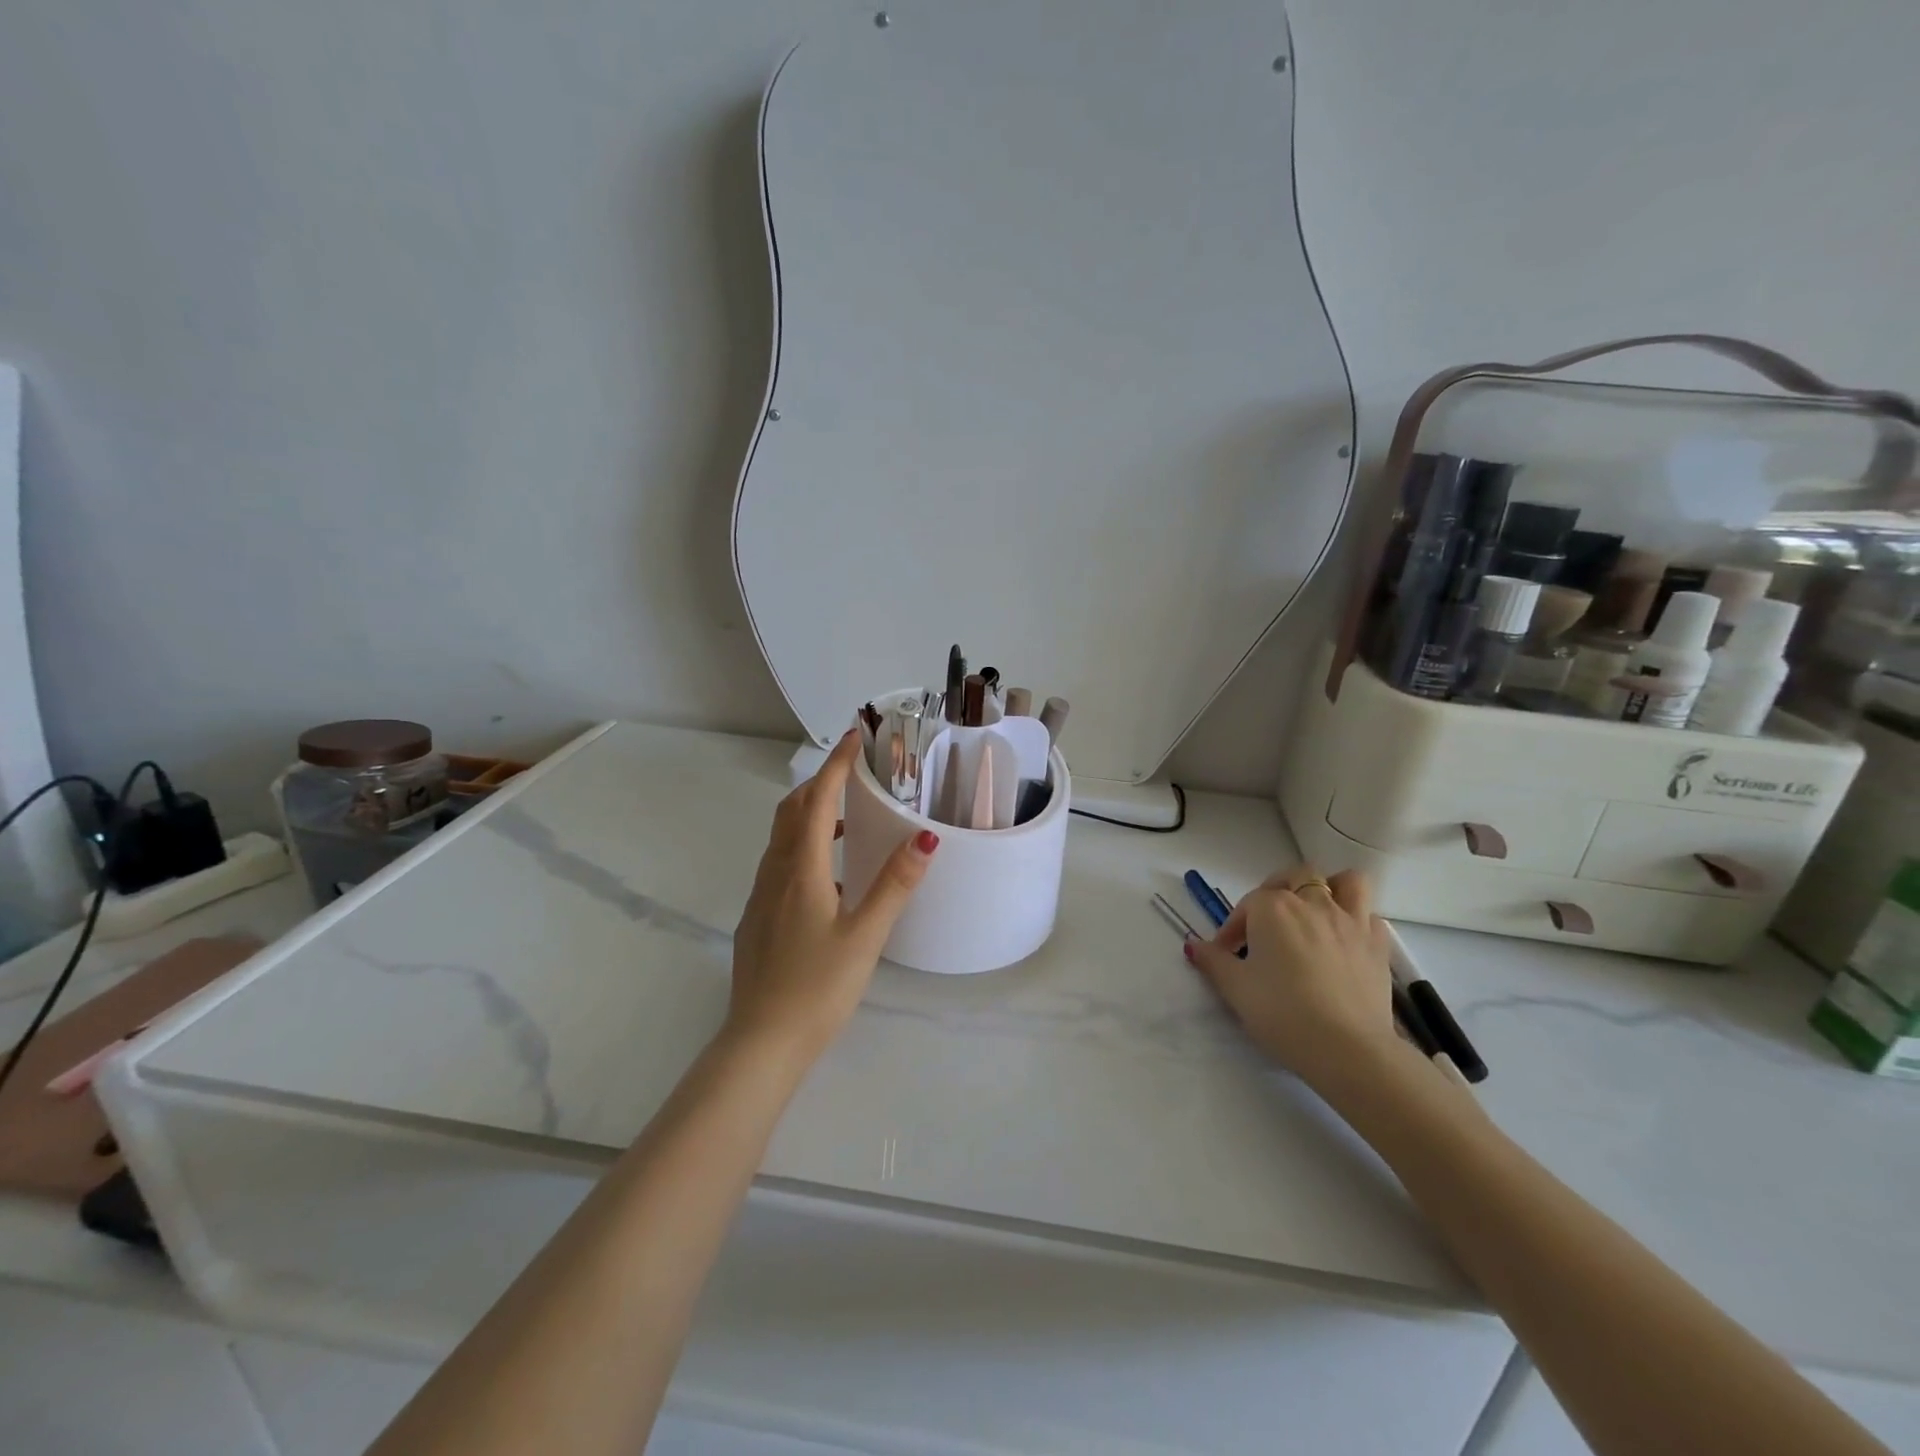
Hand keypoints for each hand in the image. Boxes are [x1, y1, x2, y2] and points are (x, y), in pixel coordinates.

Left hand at [726, 730, 938, 1062]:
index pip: (817, 800)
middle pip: (791, 811)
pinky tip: (827, 875)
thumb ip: (895, 884)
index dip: (836, 765)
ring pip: (781, 837)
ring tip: (845, 817)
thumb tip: (925, 836)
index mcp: (801, 870)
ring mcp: (760, 897)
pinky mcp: (757, 918)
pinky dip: (801, 846)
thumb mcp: (865, 935)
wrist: (761, 1042)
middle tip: (853, 773)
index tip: (855, 737)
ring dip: (809, 814)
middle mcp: (775, 874)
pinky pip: (778, 863)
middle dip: (820, 783)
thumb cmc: (818, 987)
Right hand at [1185, 865, 1397, 1089]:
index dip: (1232, 930)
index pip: (1245, 906)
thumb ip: (1213, 961)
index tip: (1226, 955)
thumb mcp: (1235, 989)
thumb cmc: (1282, 1013)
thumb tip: (1194, 945)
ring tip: (1316, 913)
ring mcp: (1351, 921)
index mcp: (1272, 908)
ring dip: (1330, 889)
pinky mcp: (1378, 945)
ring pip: (1345, 882)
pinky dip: (1357, 921)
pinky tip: (1345, 942)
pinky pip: (1369, 916)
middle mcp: (1312, 903)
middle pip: (1295, 878)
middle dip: (1277, 892)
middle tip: (1267, 924)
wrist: (1348, 1049)